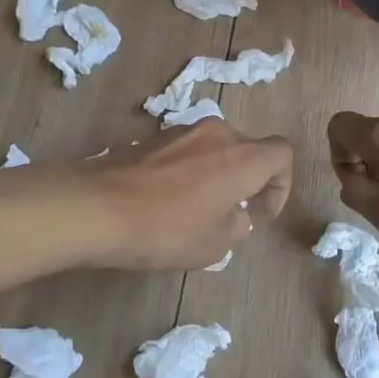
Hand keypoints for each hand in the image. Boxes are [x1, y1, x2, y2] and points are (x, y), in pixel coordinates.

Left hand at [84, 119, 294, 270]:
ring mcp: (180, 132)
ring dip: (217, 174)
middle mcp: (215, 134)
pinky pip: (184, 152)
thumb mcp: (215, 245)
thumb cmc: (167, 229)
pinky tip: (167, 201)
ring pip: (214, 148)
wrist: (96, 208)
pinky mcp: (150, 139)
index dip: (281, 184)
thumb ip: (237, 227)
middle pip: (247, 148)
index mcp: (242, 157)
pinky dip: (188, 172)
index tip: (261, 212)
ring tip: (198, 209)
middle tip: (233, 213)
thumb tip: (235, 215)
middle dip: (248, 179)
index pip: (282, 153)